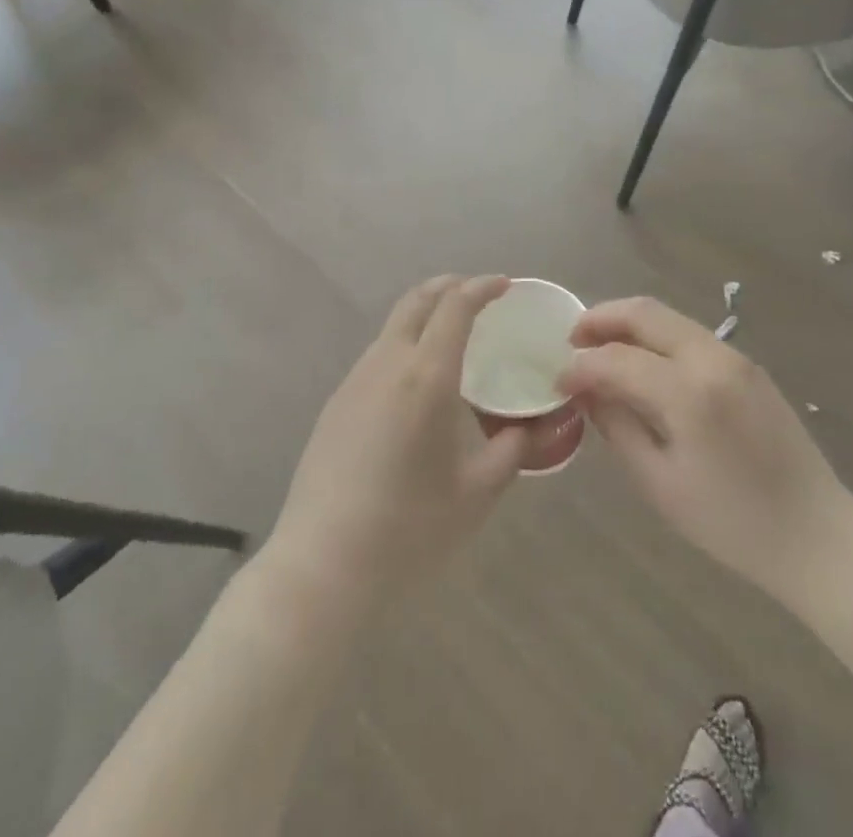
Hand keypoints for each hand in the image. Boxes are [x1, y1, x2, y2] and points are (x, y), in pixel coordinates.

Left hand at [262, 276, 527, 612]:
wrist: (322, 566)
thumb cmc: (409, 528)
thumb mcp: (477, 493)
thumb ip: (511, 451)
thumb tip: (530, 428)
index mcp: (426, 376)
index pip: (455, 307)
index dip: (482, 287)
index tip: (504, 285)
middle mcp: (387, 364)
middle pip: (417, 300)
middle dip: (450, 286)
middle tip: (480, 295)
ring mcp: (355, 381)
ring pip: (394, 326)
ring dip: (426, 315)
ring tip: (453, 337)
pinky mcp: (336, 403)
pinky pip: (379, 355)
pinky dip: (406, 343)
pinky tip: (418, 382)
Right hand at [559, 297, 852, 608]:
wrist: (817, 535)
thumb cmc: (732, 523)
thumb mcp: (660, 483)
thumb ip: (618, 427)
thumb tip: (587, 392)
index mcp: (689, 392)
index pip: (617, 359)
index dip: (580, 366)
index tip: (557, 381)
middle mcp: (713, 358)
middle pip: (645, 312)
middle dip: (601, 319)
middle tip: (572, 340)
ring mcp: (735, 356)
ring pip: (669, 318)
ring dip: (629, 325)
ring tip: (601, 349)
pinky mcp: (748, 365)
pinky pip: (691, 335)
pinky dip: (658, 339)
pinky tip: (643, 364)